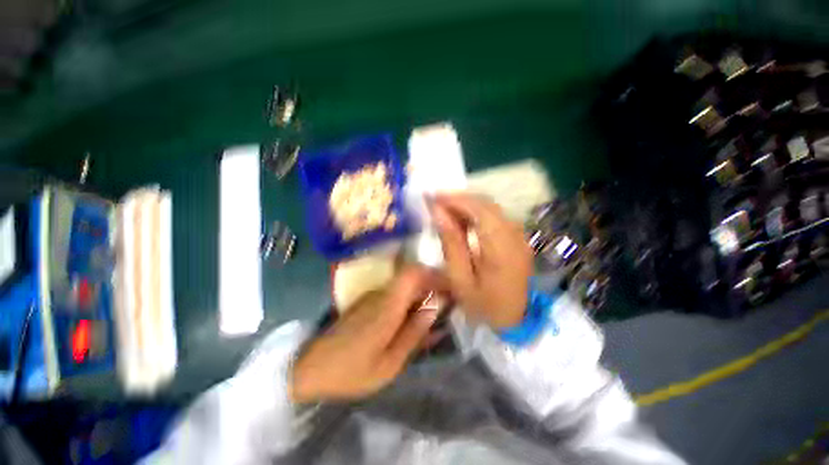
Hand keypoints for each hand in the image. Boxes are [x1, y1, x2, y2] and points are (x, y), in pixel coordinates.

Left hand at [290, 266, 440, 403]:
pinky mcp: (368, 303)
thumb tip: (436, 307)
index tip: (450, 287)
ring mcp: (373, 297)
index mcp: (387, 306)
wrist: (311, 369)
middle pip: (411, 277)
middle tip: (448, 304)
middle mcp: (381, 294)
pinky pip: (396, 296)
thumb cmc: (351, 371)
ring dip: (423, 294)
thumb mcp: (389, 363)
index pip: (412, 273)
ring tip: (436, 314)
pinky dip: (410, 302)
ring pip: (405, 286)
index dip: (433, 275)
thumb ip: (414, 333)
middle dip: (433, 285)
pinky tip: (415, 321)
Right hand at [430, 193, 532, 329]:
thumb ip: (451, 243)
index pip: (479, 210)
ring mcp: (519, 235)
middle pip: (486, 204)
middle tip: (436, 203)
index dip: (455, 200)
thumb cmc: (483, 304)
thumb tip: (438, 212)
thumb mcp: (460, 279)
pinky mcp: (518, 237)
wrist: (515, 318)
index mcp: (501, 249)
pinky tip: (462, 220)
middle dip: (459, 199)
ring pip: (491, 207)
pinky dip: (476, 213)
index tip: (432, 197)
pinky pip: (496, 216)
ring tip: (445, 210)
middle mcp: (515, 235)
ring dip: (467, 205)